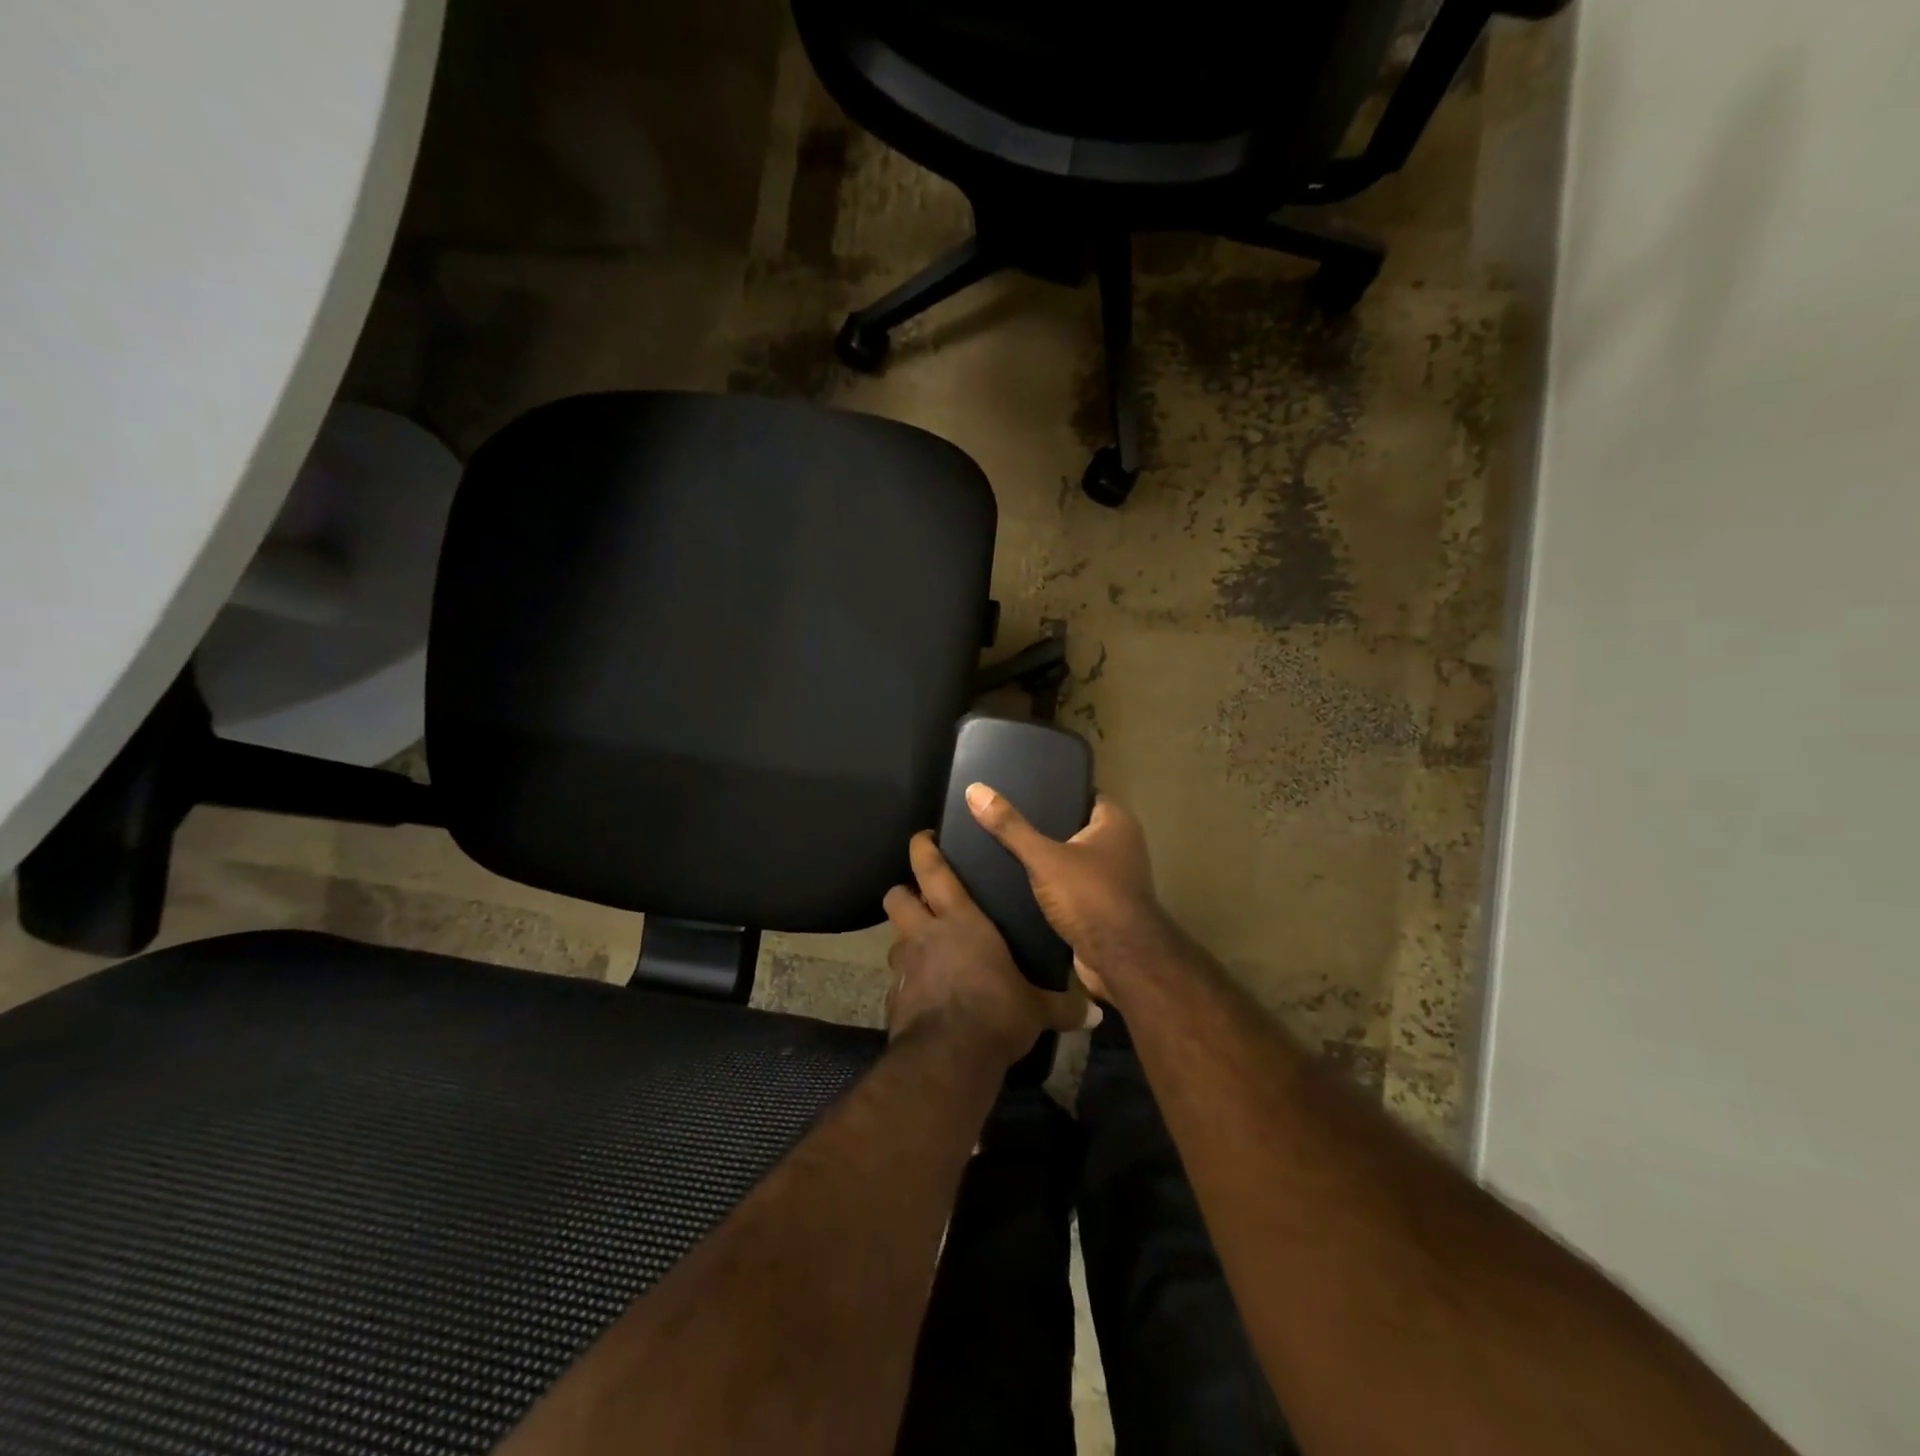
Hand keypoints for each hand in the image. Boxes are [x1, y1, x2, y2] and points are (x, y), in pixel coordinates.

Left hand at [884, 832, 1091, 1067]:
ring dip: (906, 940)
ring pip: (894, 939)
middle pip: (898, 898)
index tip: (923, 838)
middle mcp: (926, 935)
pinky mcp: (894, 1000)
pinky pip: (897, 982)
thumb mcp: (1035, 1009)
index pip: (933, 871)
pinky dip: (907, 983)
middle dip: (904, 893)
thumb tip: (1096, 1013)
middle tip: (921, 899)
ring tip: (924, 950)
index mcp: (960, 921)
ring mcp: (906, 967)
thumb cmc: (996, 1013)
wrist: (948, 1059)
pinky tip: (924, 996)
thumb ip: (1062, 1006)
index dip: (924, 849)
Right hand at [963, 785, 1168, 1000]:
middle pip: (1075, 826)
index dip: (1055, 790)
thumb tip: (975, 789)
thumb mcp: (1044, 858)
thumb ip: (1011, 826)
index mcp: (1117, 823)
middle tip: (1005, 818)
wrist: (1119, 962)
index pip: (1083, 794)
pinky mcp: (1103, 906)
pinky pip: (1072, 885)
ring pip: (1073, 858)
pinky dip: (1051, 884)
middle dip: (1044, 825)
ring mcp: (1115, 878)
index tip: (1021, 789)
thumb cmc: (1090, 897)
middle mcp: (1121, 846)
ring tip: (1005, 847)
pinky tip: (1019, 882)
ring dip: (1047, 858)